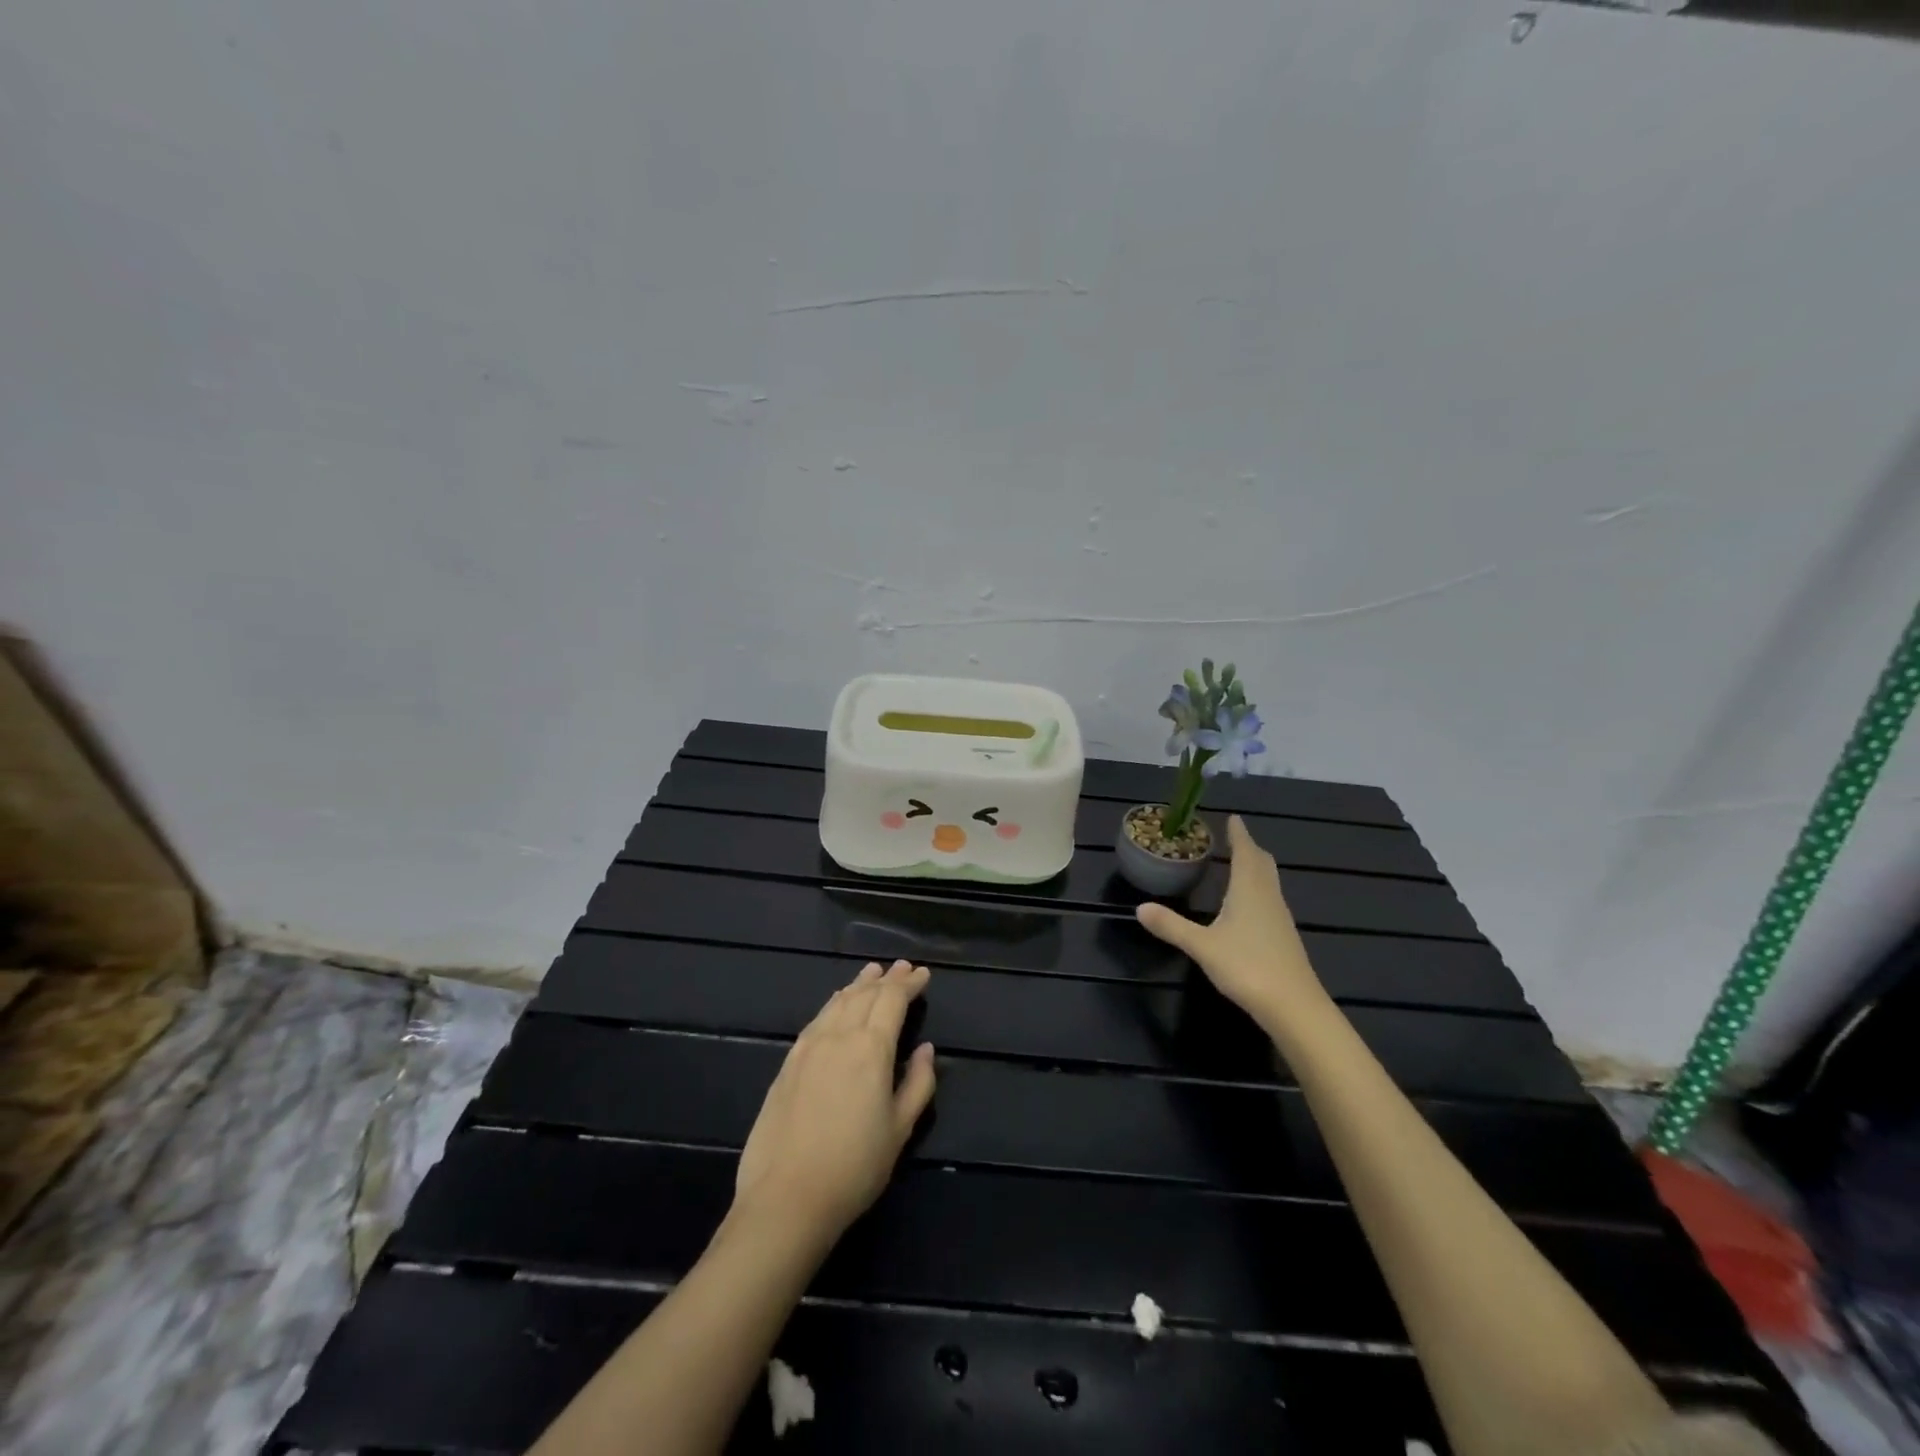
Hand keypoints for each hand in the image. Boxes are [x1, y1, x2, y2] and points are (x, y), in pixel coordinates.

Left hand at [733, 960, 936, 1240]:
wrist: (786, 1198)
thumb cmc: (854, 1167)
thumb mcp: (900, 1130)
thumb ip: (919, 1084)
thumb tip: (926, 1049)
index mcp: (871, 1048)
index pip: (893, 1000)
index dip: (909, 984)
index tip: (923, 974)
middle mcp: (839, 1036)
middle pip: (865, 994)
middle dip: (887, 978)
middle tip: (902, 967)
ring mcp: (808, 1047)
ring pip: (838, 1002)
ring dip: (858, 984)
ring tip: (871, 973)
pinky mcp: (788, 1063)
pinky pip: (817, 1019)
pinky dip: (834, 1003)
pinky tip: (837, 1004)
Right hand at [1135, 815, 1329, 1034]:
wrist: (1294, 1007)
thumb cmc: (1247, 967)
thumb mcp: (1202, 946)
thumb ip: (1172, 926)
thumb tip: (1139, 908)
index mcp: (1249, 890)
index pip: (1245, 852)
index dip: (1239, 834)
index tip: (1233, 818)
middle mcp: (1268, 897)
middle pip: (1262, 863)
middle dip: (1248, 848)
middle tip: (1234, 838)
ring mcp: (1280, 918)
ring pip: (1269, 882)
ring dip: (1255, 868)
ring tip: (1239, 865)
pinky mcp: (1284, 938)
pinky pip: (1270, 900)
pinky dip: (1258, 890)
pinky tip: (1247, 906)